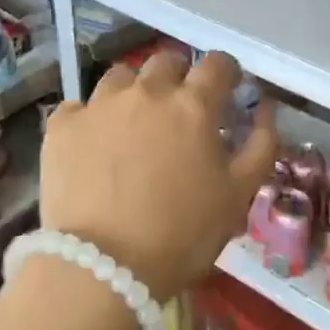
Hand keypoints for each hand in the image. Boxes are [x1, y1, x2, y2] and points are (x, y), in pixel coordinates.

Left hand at [38, 49, 275, 299]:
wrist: (102, 269)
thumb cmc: (182, 234)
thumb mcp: (238, 195)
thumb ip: (261, 145)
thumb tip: (266, 109)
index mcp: (193, 104)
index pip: (217, 63)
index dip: (225, 72)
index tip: (227, 88)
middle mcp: (147, 92)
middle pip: (166, 61)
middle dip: (178, 76)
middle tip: (179, 108)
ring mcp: (100, 105)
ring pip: (121, 77)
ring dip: (133, 91)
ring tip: (133, 123)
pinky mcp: (62, 126)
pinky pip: (79, 107)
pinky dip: (90, 119)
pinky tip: (93, 145)